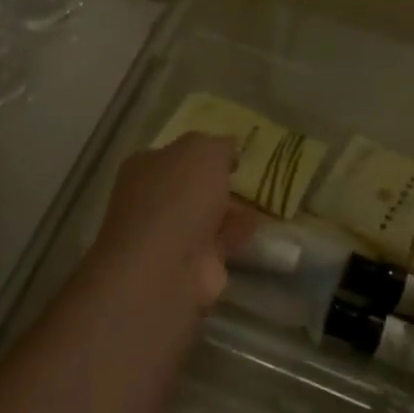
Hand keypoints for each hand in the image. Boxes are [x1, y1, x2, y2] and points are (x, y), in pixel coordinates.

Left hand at [88, 134, 257, 310]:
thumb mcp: (203, 152)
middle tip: (254, 174)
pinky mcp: (193, 263)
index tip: (234, 151)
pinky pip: (222, 240)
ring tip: (268, 196)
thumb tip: (228, 149)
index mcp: (145, 167)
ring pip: (208, 214)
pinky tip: (263, 222)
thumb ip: (219, 146)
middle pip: (192, 186)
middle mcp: (153, 200)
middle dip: (220, 182)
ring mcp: (171, 235)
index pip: (175, 153)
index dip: (204, 150)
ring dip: (233, 208)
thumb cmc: (178, 197)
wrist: (166, 267)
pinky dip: (240, 232)